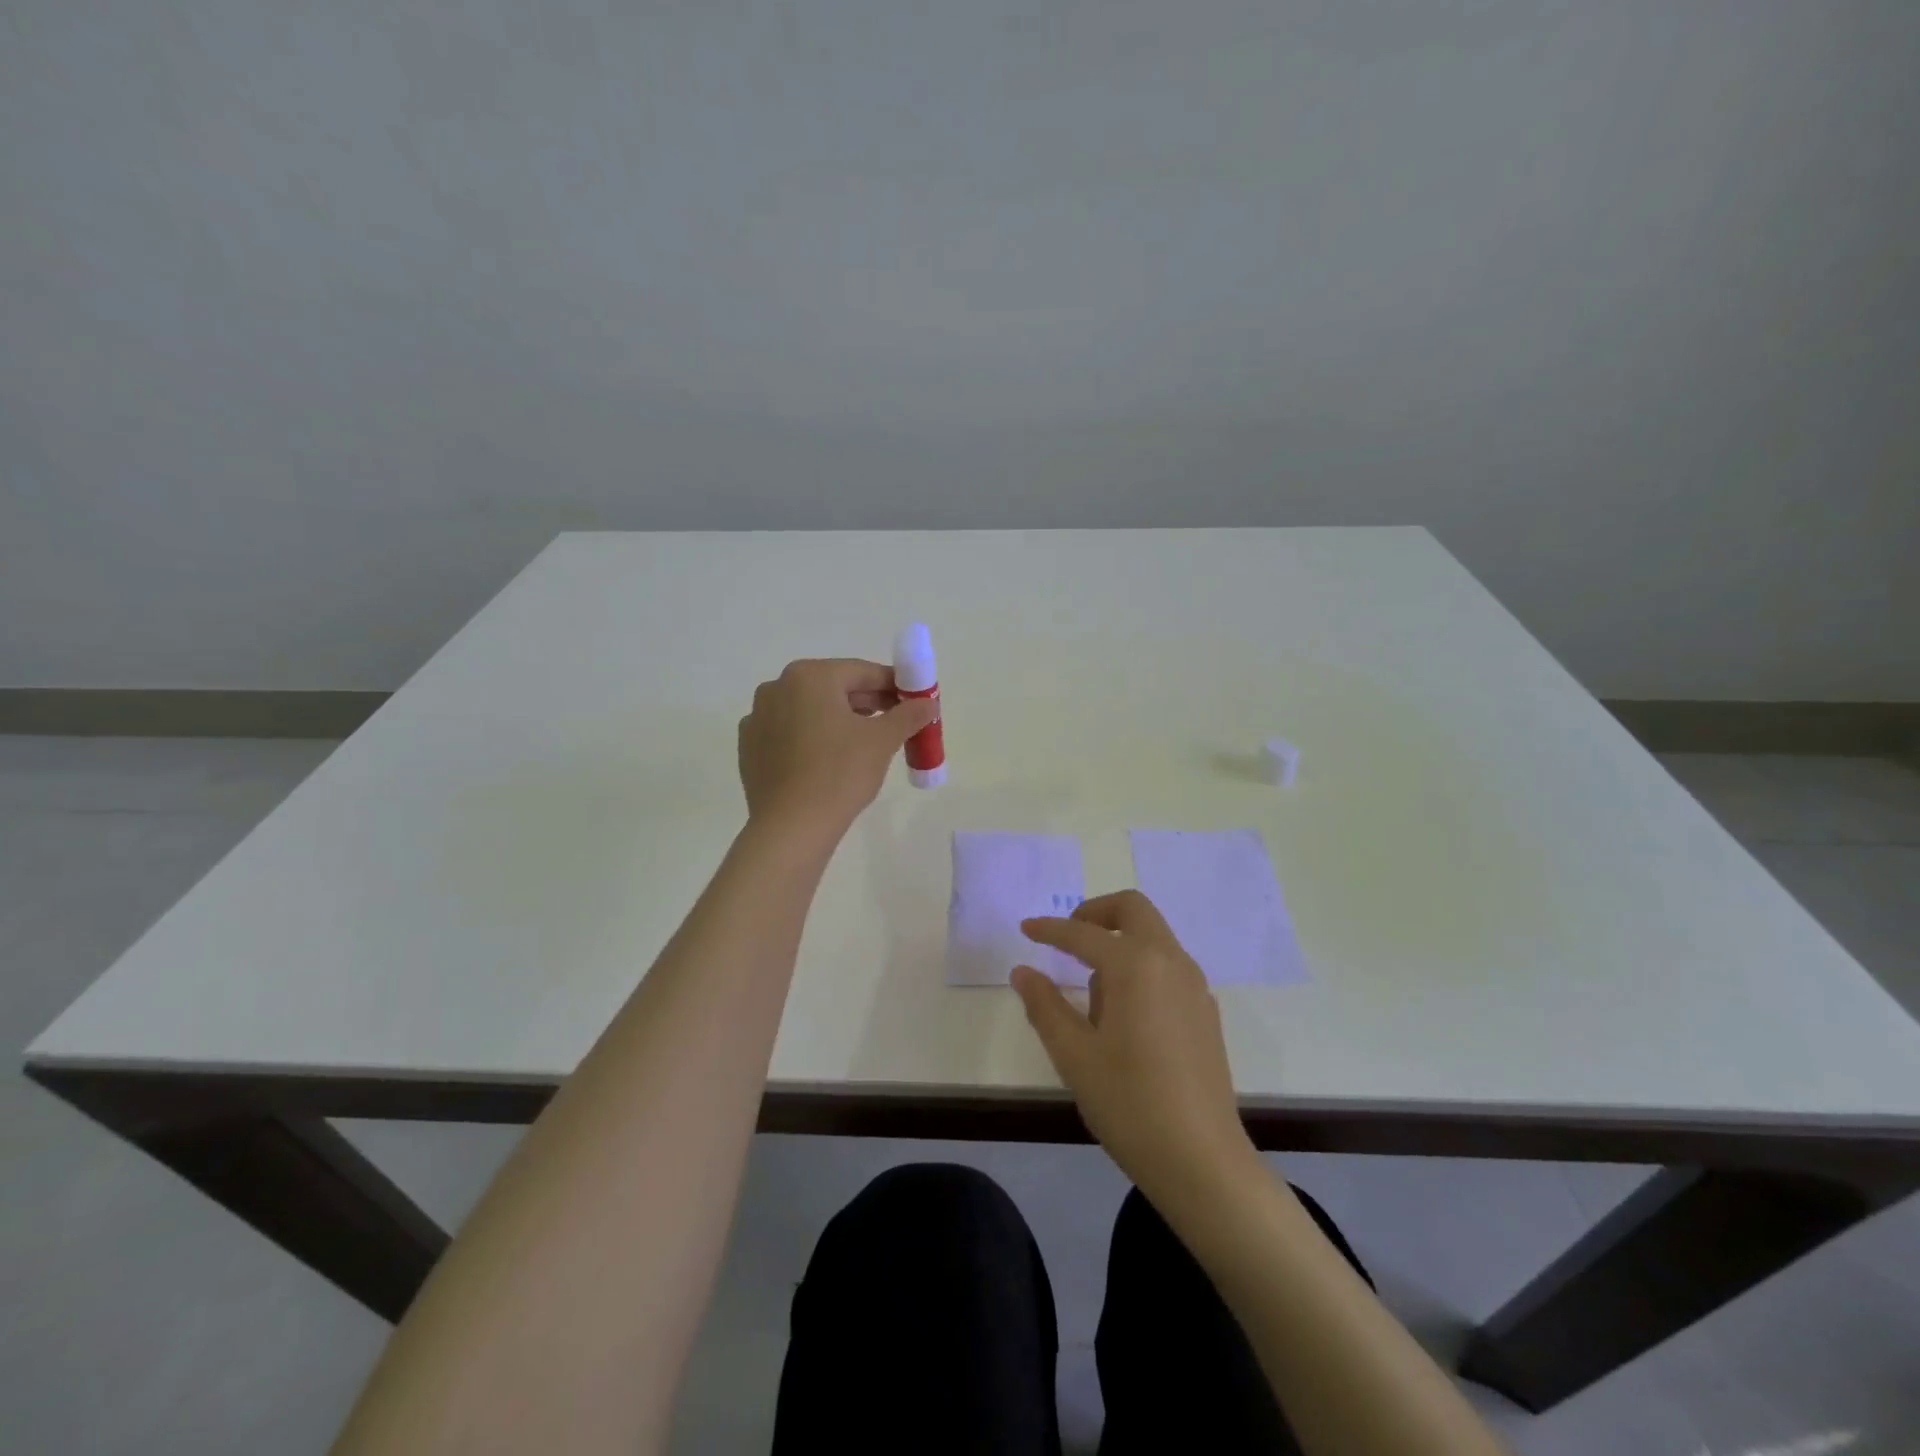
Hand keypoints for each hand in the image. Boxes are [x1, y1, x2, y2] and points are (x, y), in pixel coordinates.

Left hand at [737, 659, 936, 836]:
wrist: (791, 828)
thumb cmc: (840, 774)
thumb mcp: (883, 741)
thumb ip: (908, 715)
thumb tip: (928, 703)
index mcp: (809, 676)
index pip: (862, 672)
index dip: (893, 685)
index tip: (914, 701)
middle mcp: (777, 687)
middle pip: (834, 688)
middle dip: (867, 703)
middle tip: (896, 723)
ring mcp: (758, 718)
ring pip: (810, 710)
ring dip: (839, 720)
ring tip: (865, 744)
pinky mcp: (750, 748)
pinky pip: (789, 733)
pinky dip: (812, 739)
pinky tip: (829, 761)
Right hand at [1013, 891, 1256, 1203]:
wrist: (1203, 1162)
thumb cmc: (1129, 1103)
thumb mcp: (1074, 1055)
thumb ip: (1045, 1005)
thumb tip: (1023, 971)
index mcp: (1135, 965)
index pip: (1084, 933)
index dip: (1050, 929)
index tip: (1026, 929)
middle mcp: (1170, 962)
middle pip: (1133, 909)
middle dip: (1095, 913)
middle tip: (1067, 939)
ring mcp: (1194, 986)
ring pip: (1153, 937)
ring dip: (1119, 942)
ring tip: (1092, 998)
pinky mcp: (1205, 1011)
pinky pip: (1167, 966)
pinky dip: (1140, 966)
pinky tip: (1124, 1016)